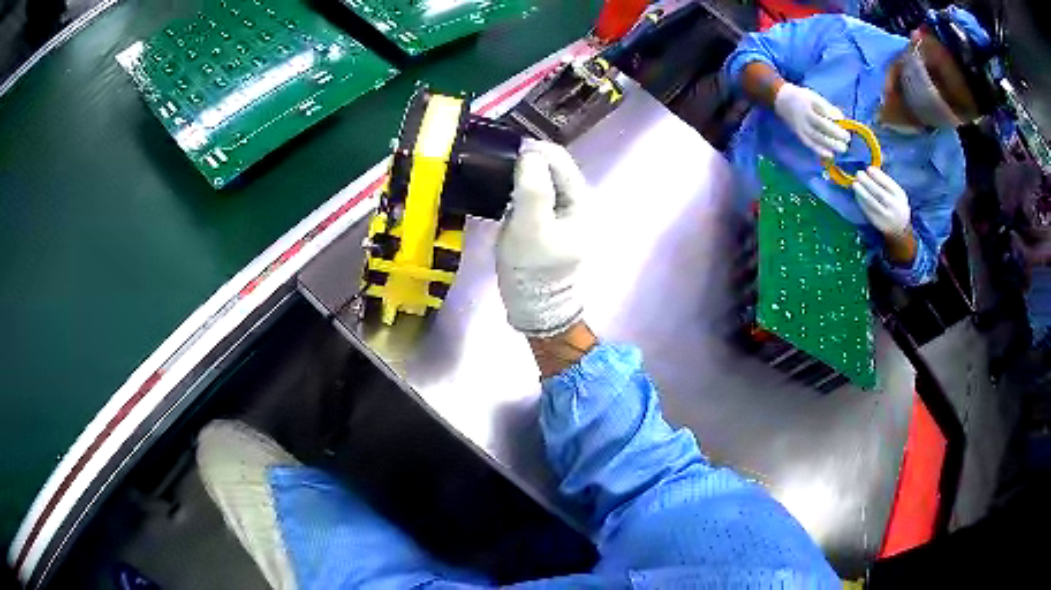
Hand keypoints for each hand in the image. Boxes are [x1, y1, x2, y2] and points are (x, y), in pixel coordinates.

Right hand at [496, 140, 586, 336]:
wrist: (533, 305)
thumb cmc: (534, 268)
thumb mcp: (531, 228)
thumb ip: (533, 189)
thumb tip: (529, 154)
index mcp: (579, 198)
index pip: (557, 157)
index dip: (531, 150)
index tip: (503, 154)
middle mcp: (573, 200)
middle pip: (548, 165)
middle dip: (524, 161)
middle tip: (495, 165)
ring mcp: (559, 210)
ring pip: (538, 178)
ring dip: (519, 174)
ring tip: (495, 176)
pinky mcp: (544, 220)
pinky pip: (531, 193)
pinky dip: (516, 188)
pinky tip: (501, 193)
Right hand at [773, 83, 849, 158]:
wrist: (780, 99)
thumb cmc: (802, 97)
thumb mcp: (814, 96)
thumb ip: (827, 107)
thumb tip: (841, 120)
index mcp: (808, 104)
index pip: (825, 115)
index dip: (836, 124)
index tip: (846, 130)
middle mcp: (804, 117)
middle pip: (822, 128)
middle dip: (836, 136)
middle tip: (847, 141)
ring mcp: (800, 127)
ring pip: (817, 138)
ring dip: (831, 145)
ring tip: (842, 149)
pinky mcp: (798, 134)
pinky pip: (810, 144)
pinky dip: (820, 150)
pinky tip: (829, 155)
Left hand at [852, 167, 910, 235]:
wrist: (899, 228)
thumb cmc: (896, 204)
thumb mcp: (896, 192)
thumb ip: (886, 181)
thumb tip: (871, 168)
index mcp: (899, 196)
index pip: (889, 185)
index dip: (878, 176)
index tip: (868, 168)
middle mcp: (894, 207)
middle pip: (880, 194)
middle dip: (868, 183)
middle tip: (859, 174)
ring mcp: (885, 216)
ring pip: (872, 203)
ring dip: (862, 192)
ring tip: (855, 183)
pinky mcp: (877, 223)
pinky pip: (868, 210)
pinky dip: (861, 201)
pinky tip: (856, 193)